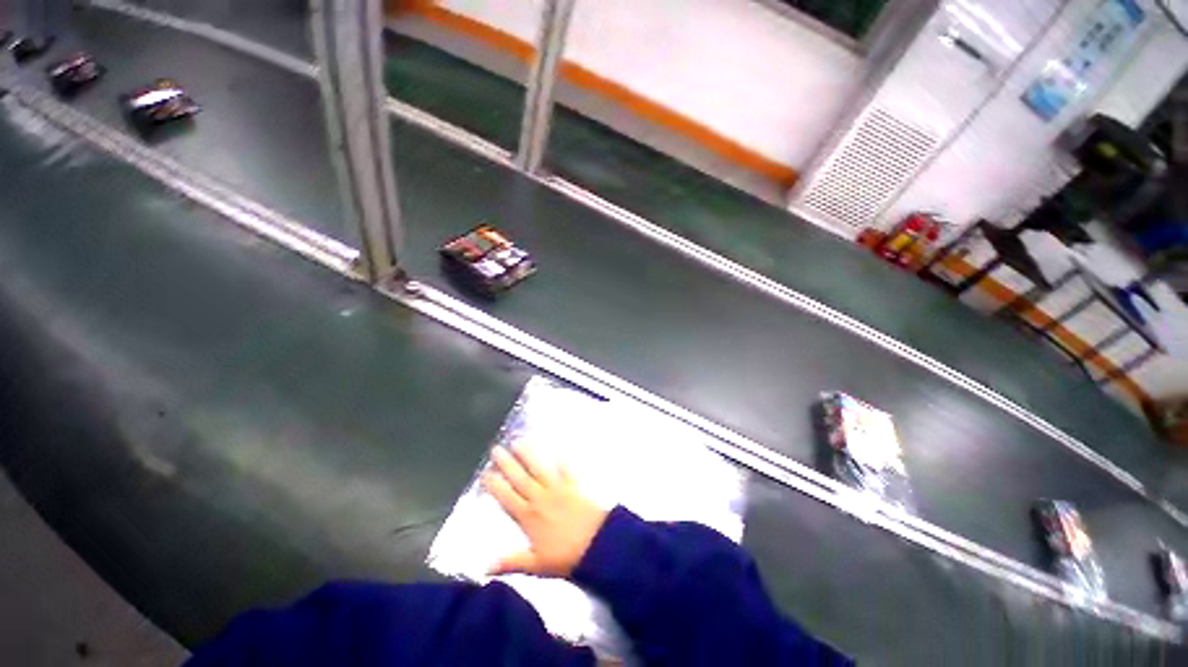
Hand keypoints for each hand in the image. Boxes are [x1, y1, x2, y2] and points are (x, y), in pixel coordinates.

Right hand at [483, 444, 608, 577]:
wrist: (597, 545)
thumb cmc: (566, 558)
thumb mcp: (536, 565)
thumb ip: (511, 562)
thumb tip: (486, 568)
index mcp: (528, 517)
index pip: (507, 498)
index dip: (495, 486)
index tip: (485, 473)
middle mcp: (540, 499)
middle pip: (520, 479)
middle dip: (507, 464)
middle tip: (496, 449)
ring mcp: (558, 489)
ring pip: (539, 469)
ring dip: (529, 455)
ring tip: (519, 442)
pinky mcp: (574, 485)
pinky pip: (566, 469)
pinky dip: (562, 459)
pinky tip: (557, 449)